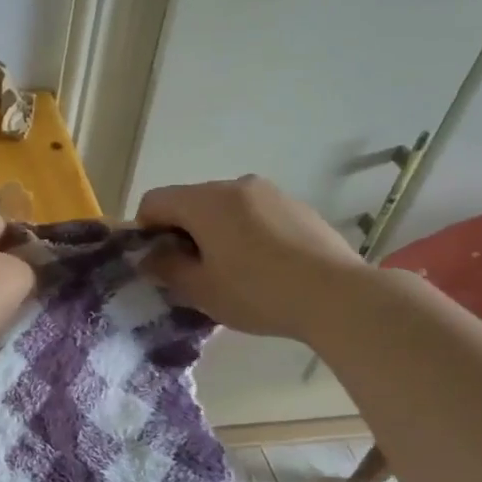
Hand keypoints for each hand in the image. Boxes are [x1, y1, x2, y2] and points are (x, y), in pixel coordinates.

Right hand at [135, 176, 364, 340]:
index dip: (145, 231)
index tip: (158, 263)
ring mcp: (270, 193)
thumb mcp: (200, 289)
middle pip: (190, 201)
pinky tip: (263, 267)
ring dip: (214, 232)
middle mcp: (235, 185)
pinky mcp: (297, 206)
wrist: (337, 296)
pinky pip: (254, 214)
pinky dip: (245, 233)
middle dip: (181, 232)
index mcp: (205, 201)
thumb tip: (149, 257)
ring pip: (224, 207)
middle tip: (192, 272)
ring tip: (230, 271)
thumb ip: (166, 268)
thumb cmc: (257, 292)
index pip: (154, 201)